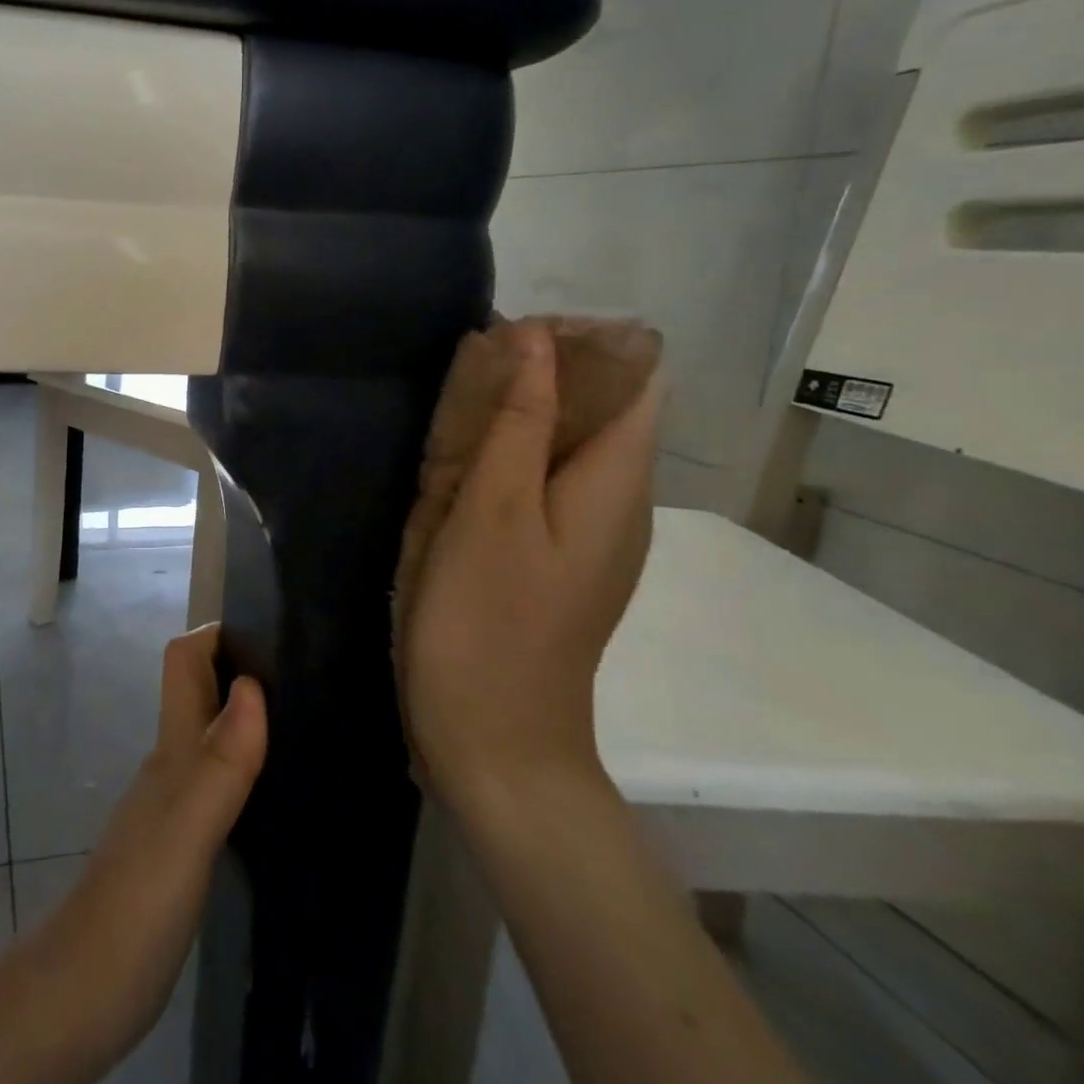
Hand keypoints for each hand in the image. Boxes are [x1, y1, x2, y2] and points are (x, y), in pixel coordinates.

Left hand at [31, 626, 266, 1070]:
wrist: (83, 994)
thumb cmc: (136, 902)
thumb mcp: (187, 829)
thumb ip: (221, 762)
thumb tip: (254, 685)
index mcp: (171, 749)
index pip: (184, 661)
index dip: (218, 633)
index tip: (271, 626)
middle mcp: (171, 766)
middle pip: (200, 692)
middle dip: (242, 668)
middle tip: (305, 669)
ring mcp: (173, 806)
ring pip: (210, 735)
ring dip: (246, 716)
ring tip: (304, 719)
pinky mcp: (180, 846)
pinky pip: (217, 783)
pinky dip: (245, 767)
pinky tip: (274, 790)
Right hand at [398, 319, 659, 815]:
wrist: (495, 745)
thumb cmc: (488, 622)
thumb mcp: (495, 511)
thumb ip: (519, 421)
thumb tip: (534, 340)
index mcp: (617, 484)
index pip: (634, 379)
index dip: (580, 345)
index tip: (507, 338)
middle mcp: (618, 503)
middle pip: (598, 410)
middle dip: (537, 377)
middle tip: (464, 373)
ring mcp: (587, 537)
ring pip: (563, 446)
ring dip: (513, 418)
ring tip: (449, 414)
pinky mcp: (555, 561)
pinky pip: (540, 486)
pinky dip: (503, 461)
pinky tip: (453, 472)